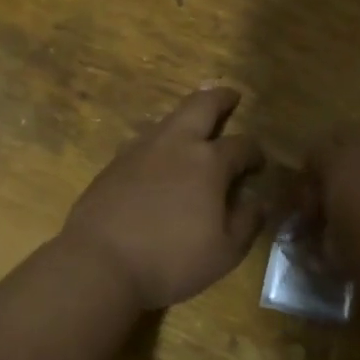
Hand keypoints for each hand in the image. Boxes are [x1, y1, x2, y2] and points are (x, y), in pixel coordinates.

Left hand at [61, 87, 268, 309]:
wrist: (99, 262)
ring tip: (196, 126)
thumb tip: (258, 200)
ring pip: (169, 118)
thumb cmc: (171, 260)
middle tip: (231, 96)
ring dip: (188, 117)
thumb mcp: (224, 252)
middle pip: (202, 105)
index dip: (255, 152)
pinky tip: (160, 156)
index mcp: (209, 162)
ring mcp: (141, 149)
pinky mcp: (115, 162)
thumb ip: (247, 221)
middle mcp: (176, 144)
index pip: (241, 145)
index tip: (259, 163)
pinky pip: (145, 140)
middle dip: (220, 98)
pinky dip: (161, 139)